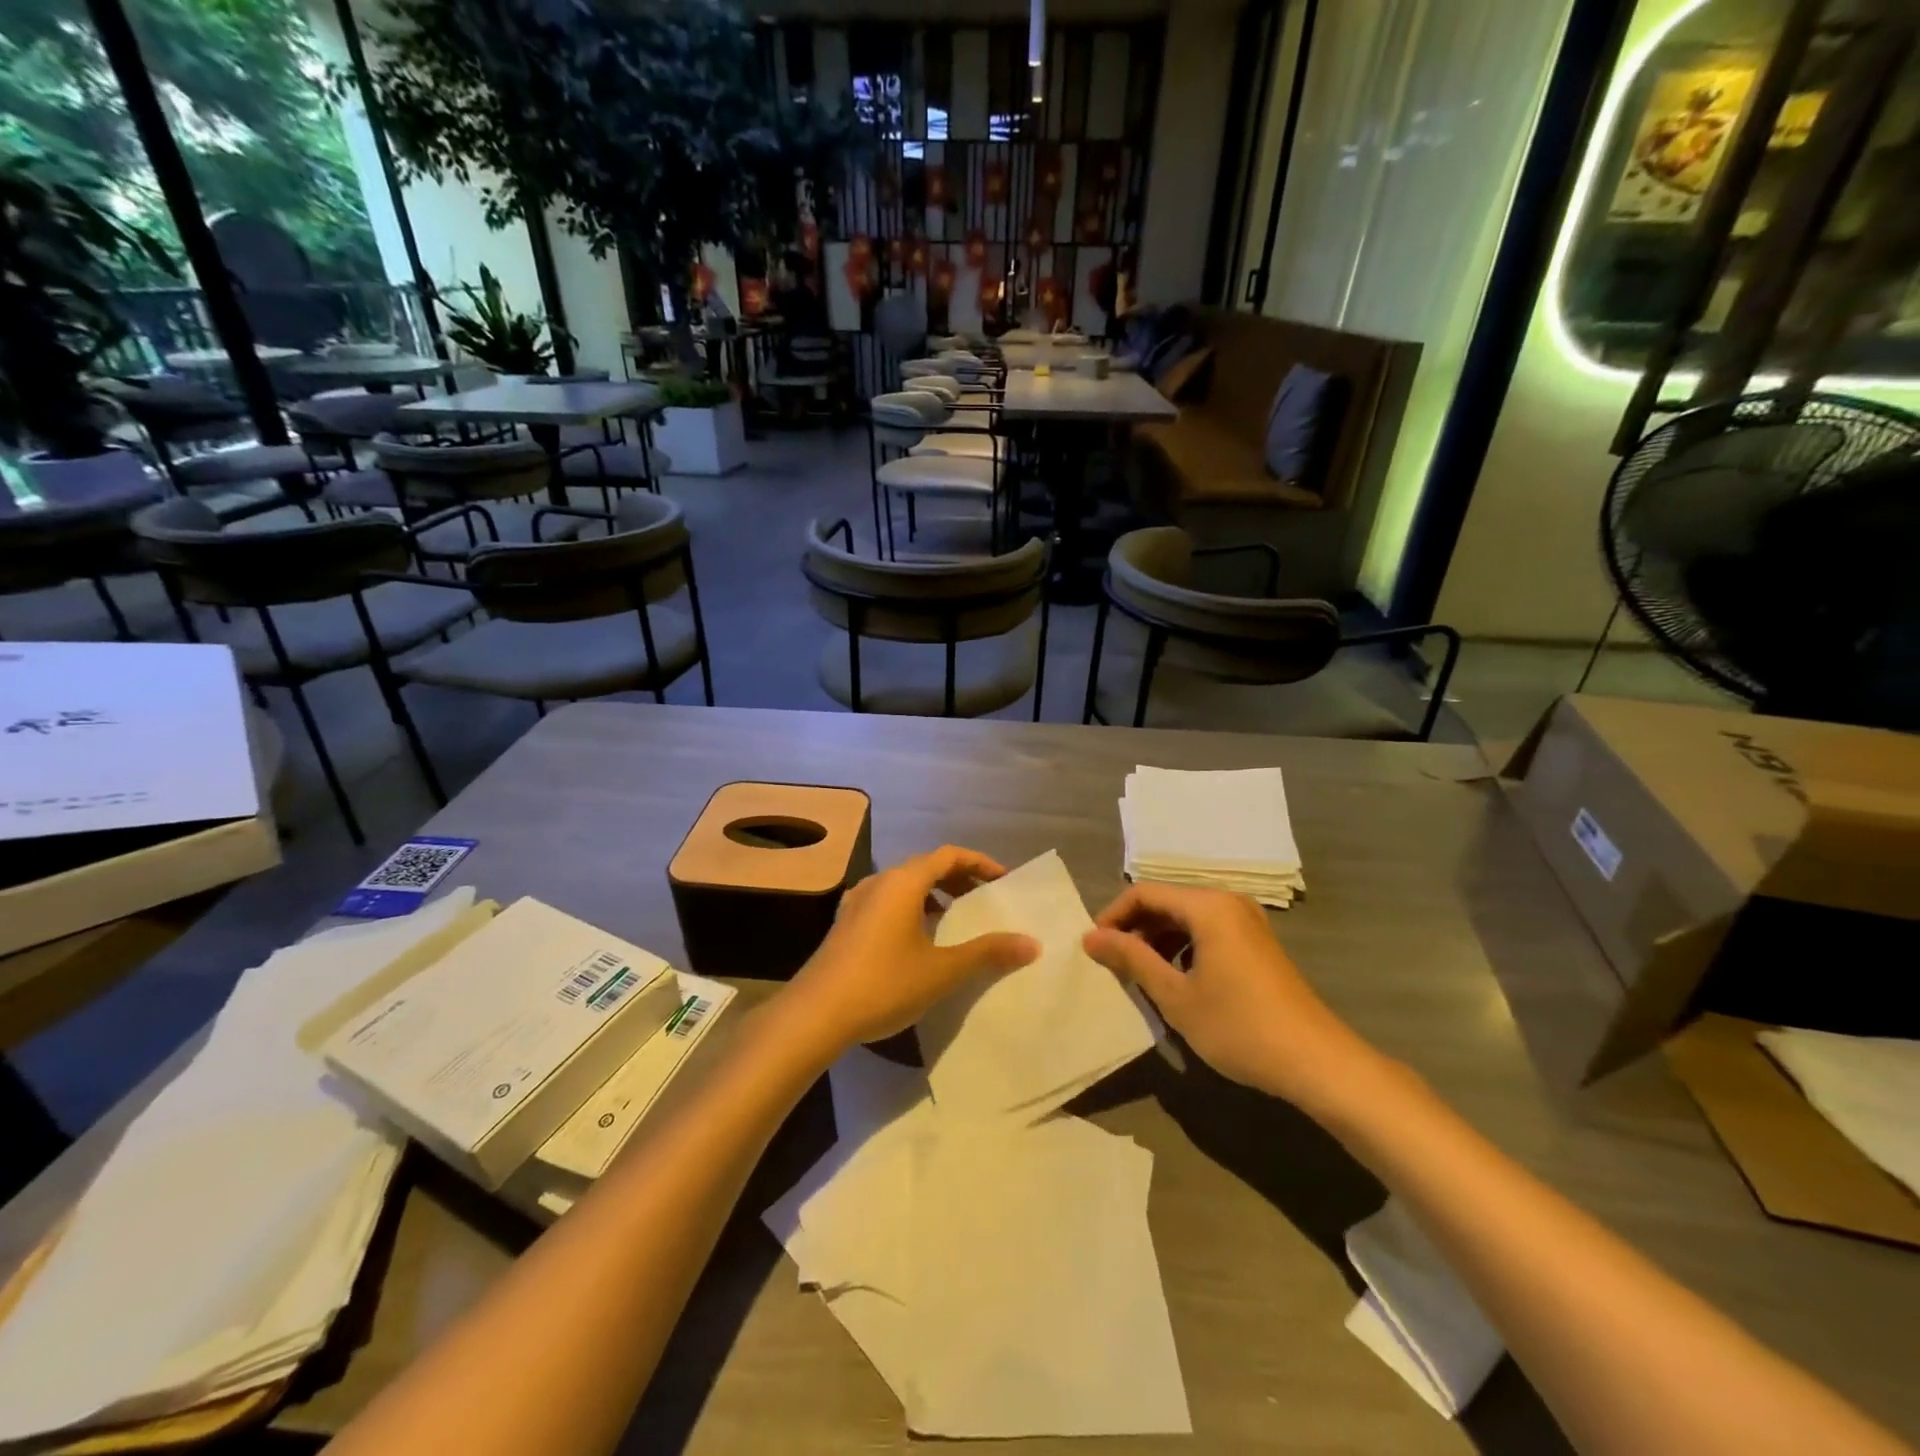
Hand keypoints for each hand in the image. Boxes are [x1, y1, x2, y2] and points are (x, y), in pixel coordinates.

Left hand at [785, 846, 1039, 1049]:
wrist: (815, 1015)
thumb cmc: (884, 984)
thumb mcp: (942, 970)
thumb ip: (987, 952)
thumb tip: (1031, 943)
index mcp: (903, 882)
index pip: (949, 855)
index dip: (980, 863)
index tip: (1003, 880)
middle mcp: (879, 882)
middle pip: (926, 866)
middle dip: (958, 878)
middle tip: (985, 898)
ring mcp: (857, 901)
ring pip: (904, 885)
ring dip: (933, 894)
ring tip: (955, 918)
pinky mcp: (845, 923)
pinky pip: (887, 902)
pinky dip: (911, 908)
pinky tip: (918, 939)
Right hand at [1083, 883, 1376, 1110]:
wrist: (1316, 1062)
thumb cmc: (1239, 1026)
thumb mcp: (1176, 996)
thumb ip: (1132, 959)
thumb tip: (1090, 937)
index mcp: (1208, 906)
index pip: (1144, 894)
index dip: (1113, 916)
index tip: (1093, 948)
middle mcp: (1228, 902)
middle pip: (1166, 902)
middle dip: (1135, 929)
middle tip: (1113, 963)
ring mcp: (1247, 922)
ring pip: (1187, 918)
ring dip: (1158, 940)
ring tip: (1141, 975)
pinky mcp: (1257, 943)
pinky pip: (1208, 932)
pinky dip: (1184, 948)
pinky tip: (1177, 981)